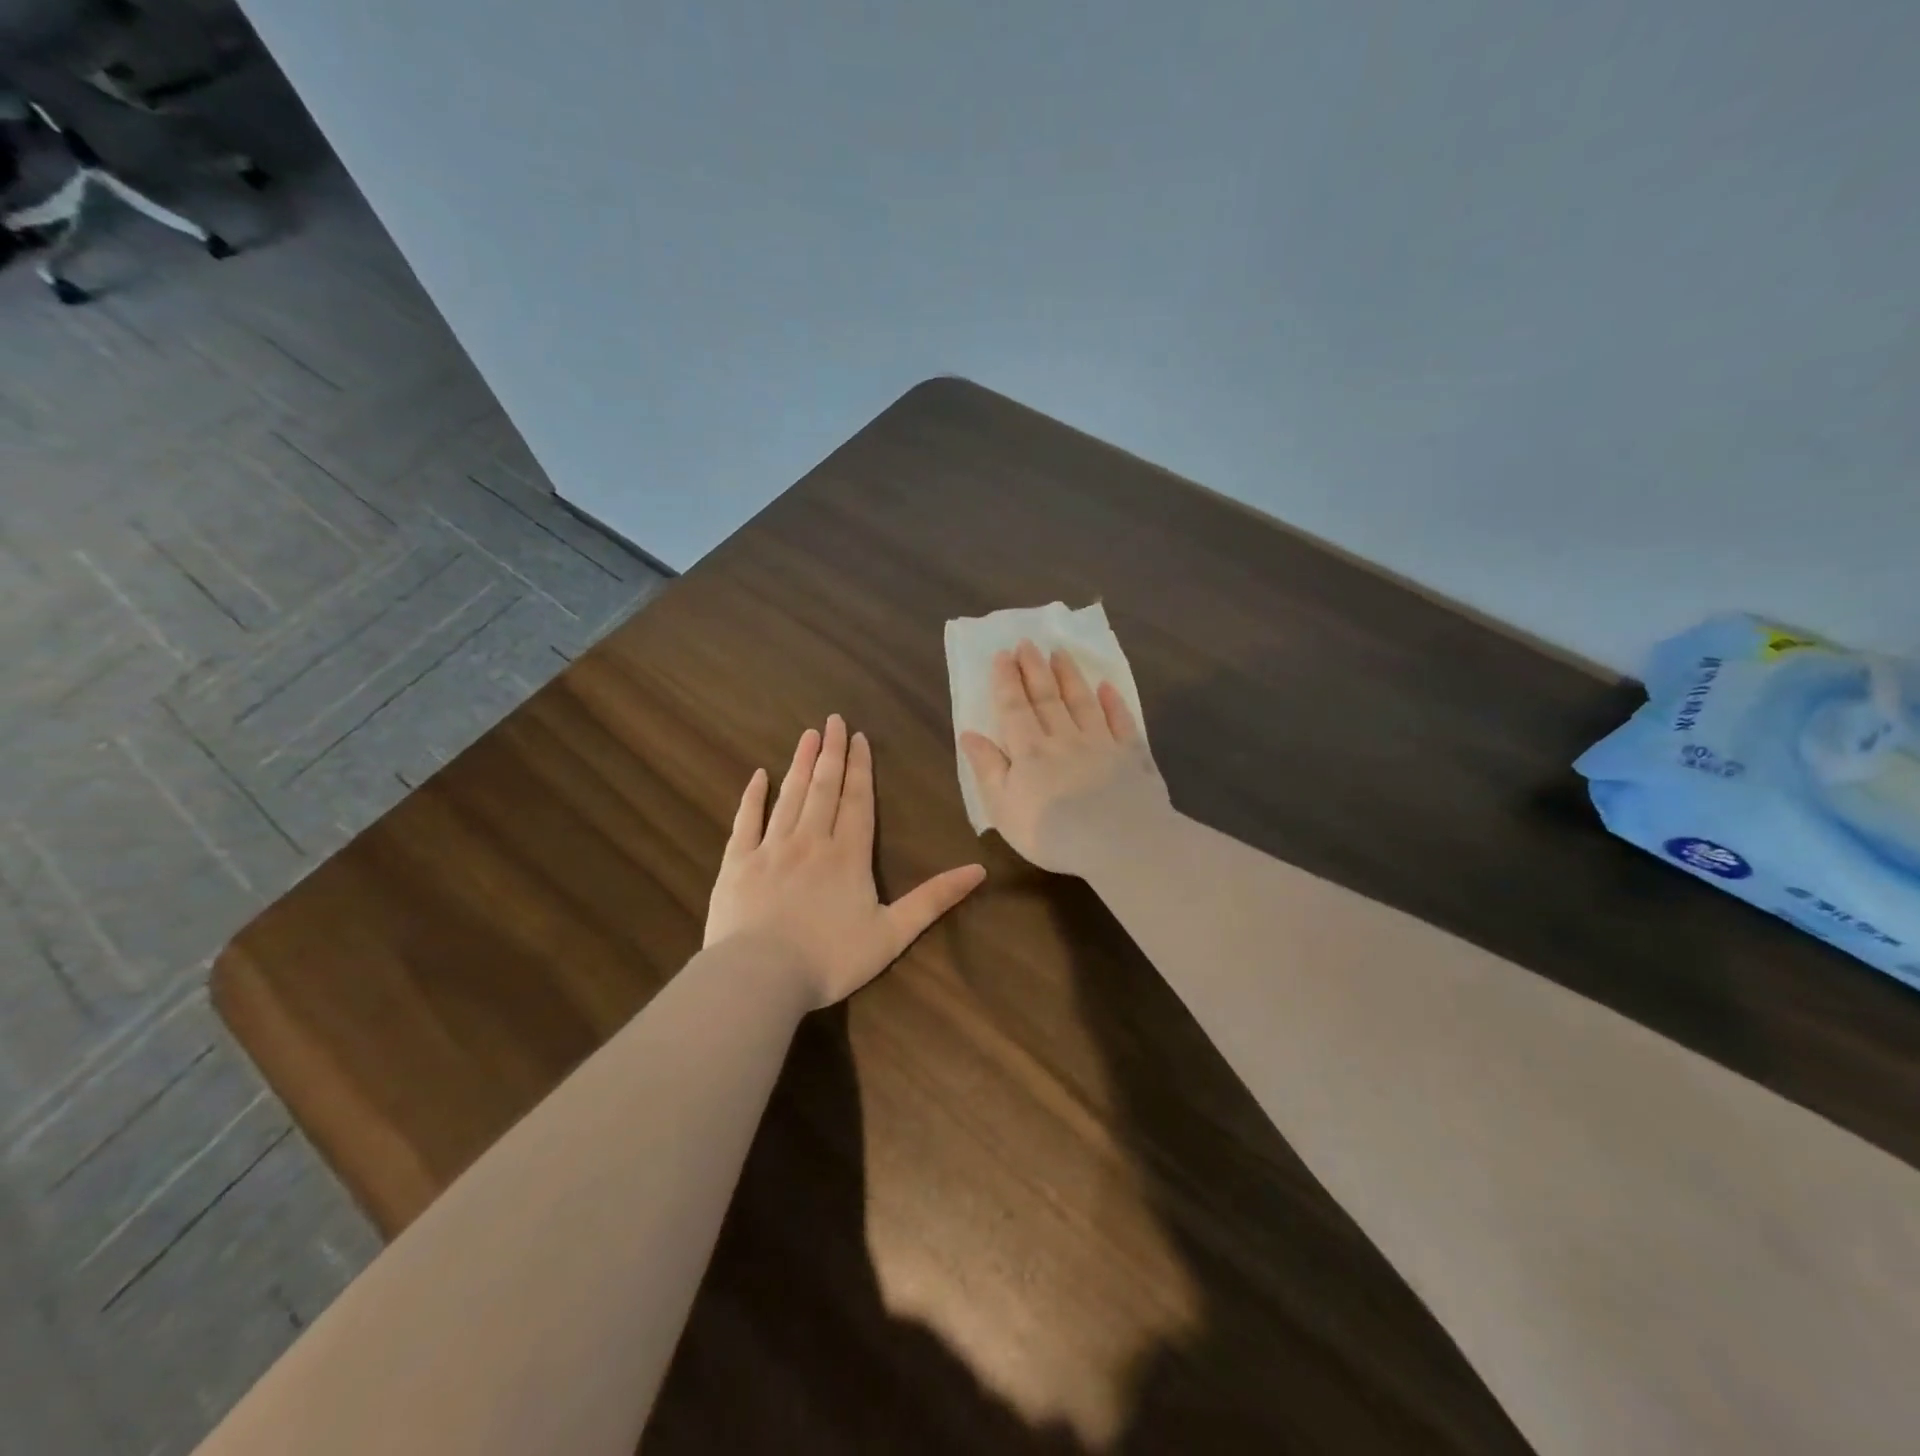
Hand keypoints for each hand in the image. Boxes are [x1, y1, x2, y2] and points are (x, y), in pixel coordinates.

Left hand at [704, 715, 986, 1007]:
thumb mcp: (893, 934)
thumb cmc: (831, 959)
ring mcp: (771, 848)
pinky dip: (752, 796)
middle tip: (833, 720)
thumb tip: (979, 870)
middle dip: (831, 753)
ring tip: (807, 735)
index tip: (858, 738)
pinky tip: (758, 776)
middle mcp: (811, 841)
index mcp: (848, 855)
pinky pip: (746, 821)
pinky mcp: (737, 863)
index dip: (860, 768)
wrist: (761, 976)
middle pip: (824, 788)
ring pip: (789, 796)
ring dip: (800, 764)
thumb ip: (934, 899)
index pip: (857, 801)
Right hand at [959, 640, 1171, 874]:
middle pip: (1047, 698)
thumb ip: (988, 768)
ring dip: (1069, 676)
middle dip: (1034, 669)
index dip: (1006, 681)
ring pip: (1082, 702)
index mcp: (1030, 751)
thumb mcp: (1003, 807)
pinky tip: (1108, 687)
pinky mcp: (1132, 756)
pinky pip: (1122, 722)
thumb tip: (969, 734)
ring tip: (1059, 652)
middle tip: (1027, 643)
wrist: (1119, 843)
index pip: (1014, 708)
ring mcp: (1101, 744)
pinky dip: (1114, 703)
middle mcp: (1064, 738)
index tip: (1003, 654)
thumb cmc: (1051, 833)